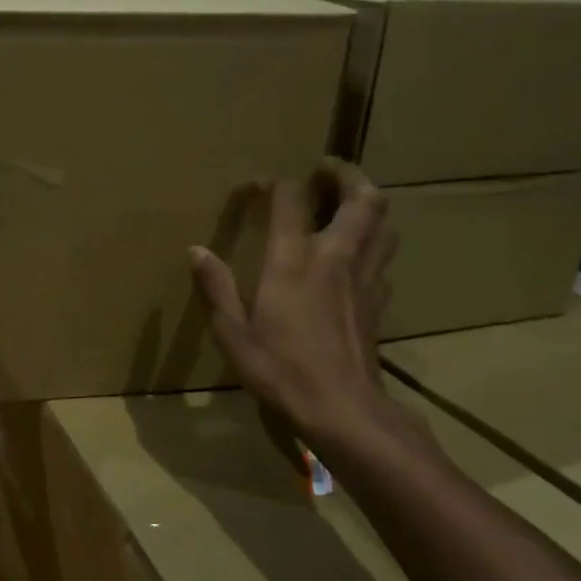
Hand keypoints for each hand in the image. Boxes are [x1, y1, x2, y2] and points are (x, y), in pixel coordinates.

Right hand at [190, 161, 406, 455]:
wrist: (343, 411)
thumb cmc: (281, 369)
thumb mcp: (232, 331)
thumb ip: (215, 286)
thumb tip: (196, 250)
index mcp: (294, 260)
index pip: (291, 199)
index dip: (273, 183)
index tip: (254, 188)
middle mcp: (336, 257)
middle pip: (362, 198)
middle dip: (345, 174)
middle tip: (324, 169)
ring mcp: (365, 278)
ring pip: (384, 223)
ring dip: (368, 202)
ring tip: (347, 202)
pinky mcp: (380, 301)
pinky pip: (384, 256)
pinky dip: (373, 241)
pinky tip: (356, 254)